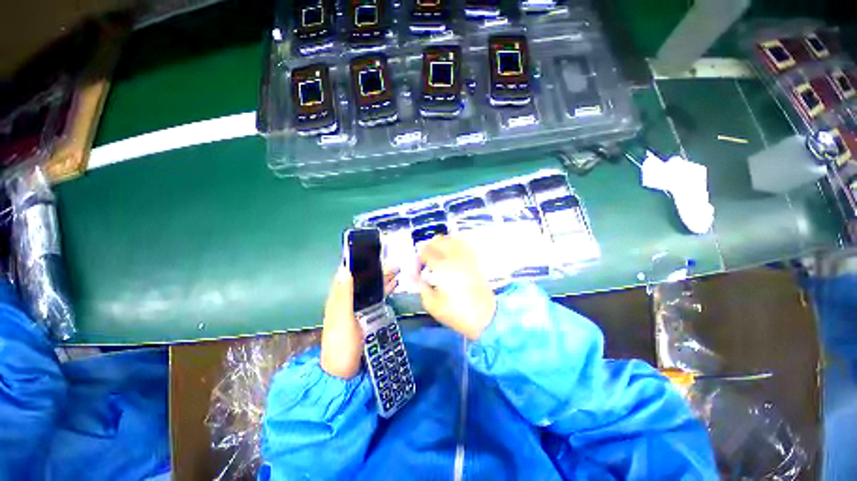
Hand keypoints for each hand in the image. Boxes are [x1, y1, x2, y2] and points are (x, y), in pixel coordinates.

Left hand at [320, 265, 397, 378]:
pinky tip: (393, 286)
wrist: (344, 372)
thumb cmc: (342, 343)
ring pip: (371, 289)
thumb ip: (343, 294)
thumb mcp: (342, 317)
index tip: (372, 253)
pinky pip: (377, 298)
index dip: (359, 263)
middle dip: (377, 271)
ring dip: (383, 279)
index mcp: (339, 298)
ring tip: (397, 271)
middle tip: (393, 263)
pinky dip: (385, 291)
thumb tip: (344, 268)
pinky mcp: (367, 317)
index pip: (348, 274)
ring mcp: (358, 309)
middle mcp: (348, 300)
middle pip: (363, 280)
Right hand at [417, 236, 495, 340]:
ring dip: (442, 243)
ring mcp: (467, 257)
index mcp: (442, 267)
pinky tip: (452, 254)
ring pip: (452, 239)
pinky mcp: (475, 260)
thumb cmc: (456, 313)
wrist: (485, 317)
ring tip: (438, 255)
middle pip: (438, 240)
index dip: (418, 258)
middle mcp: (455, 257)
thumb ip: (421, 287)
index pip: (426, 251)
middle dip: (429, 247)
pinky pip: (464, 244)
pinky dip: (455, 244)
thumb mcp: (432, 304)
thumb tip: (417, 276)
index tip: (418, 269)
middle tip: (426, 260)